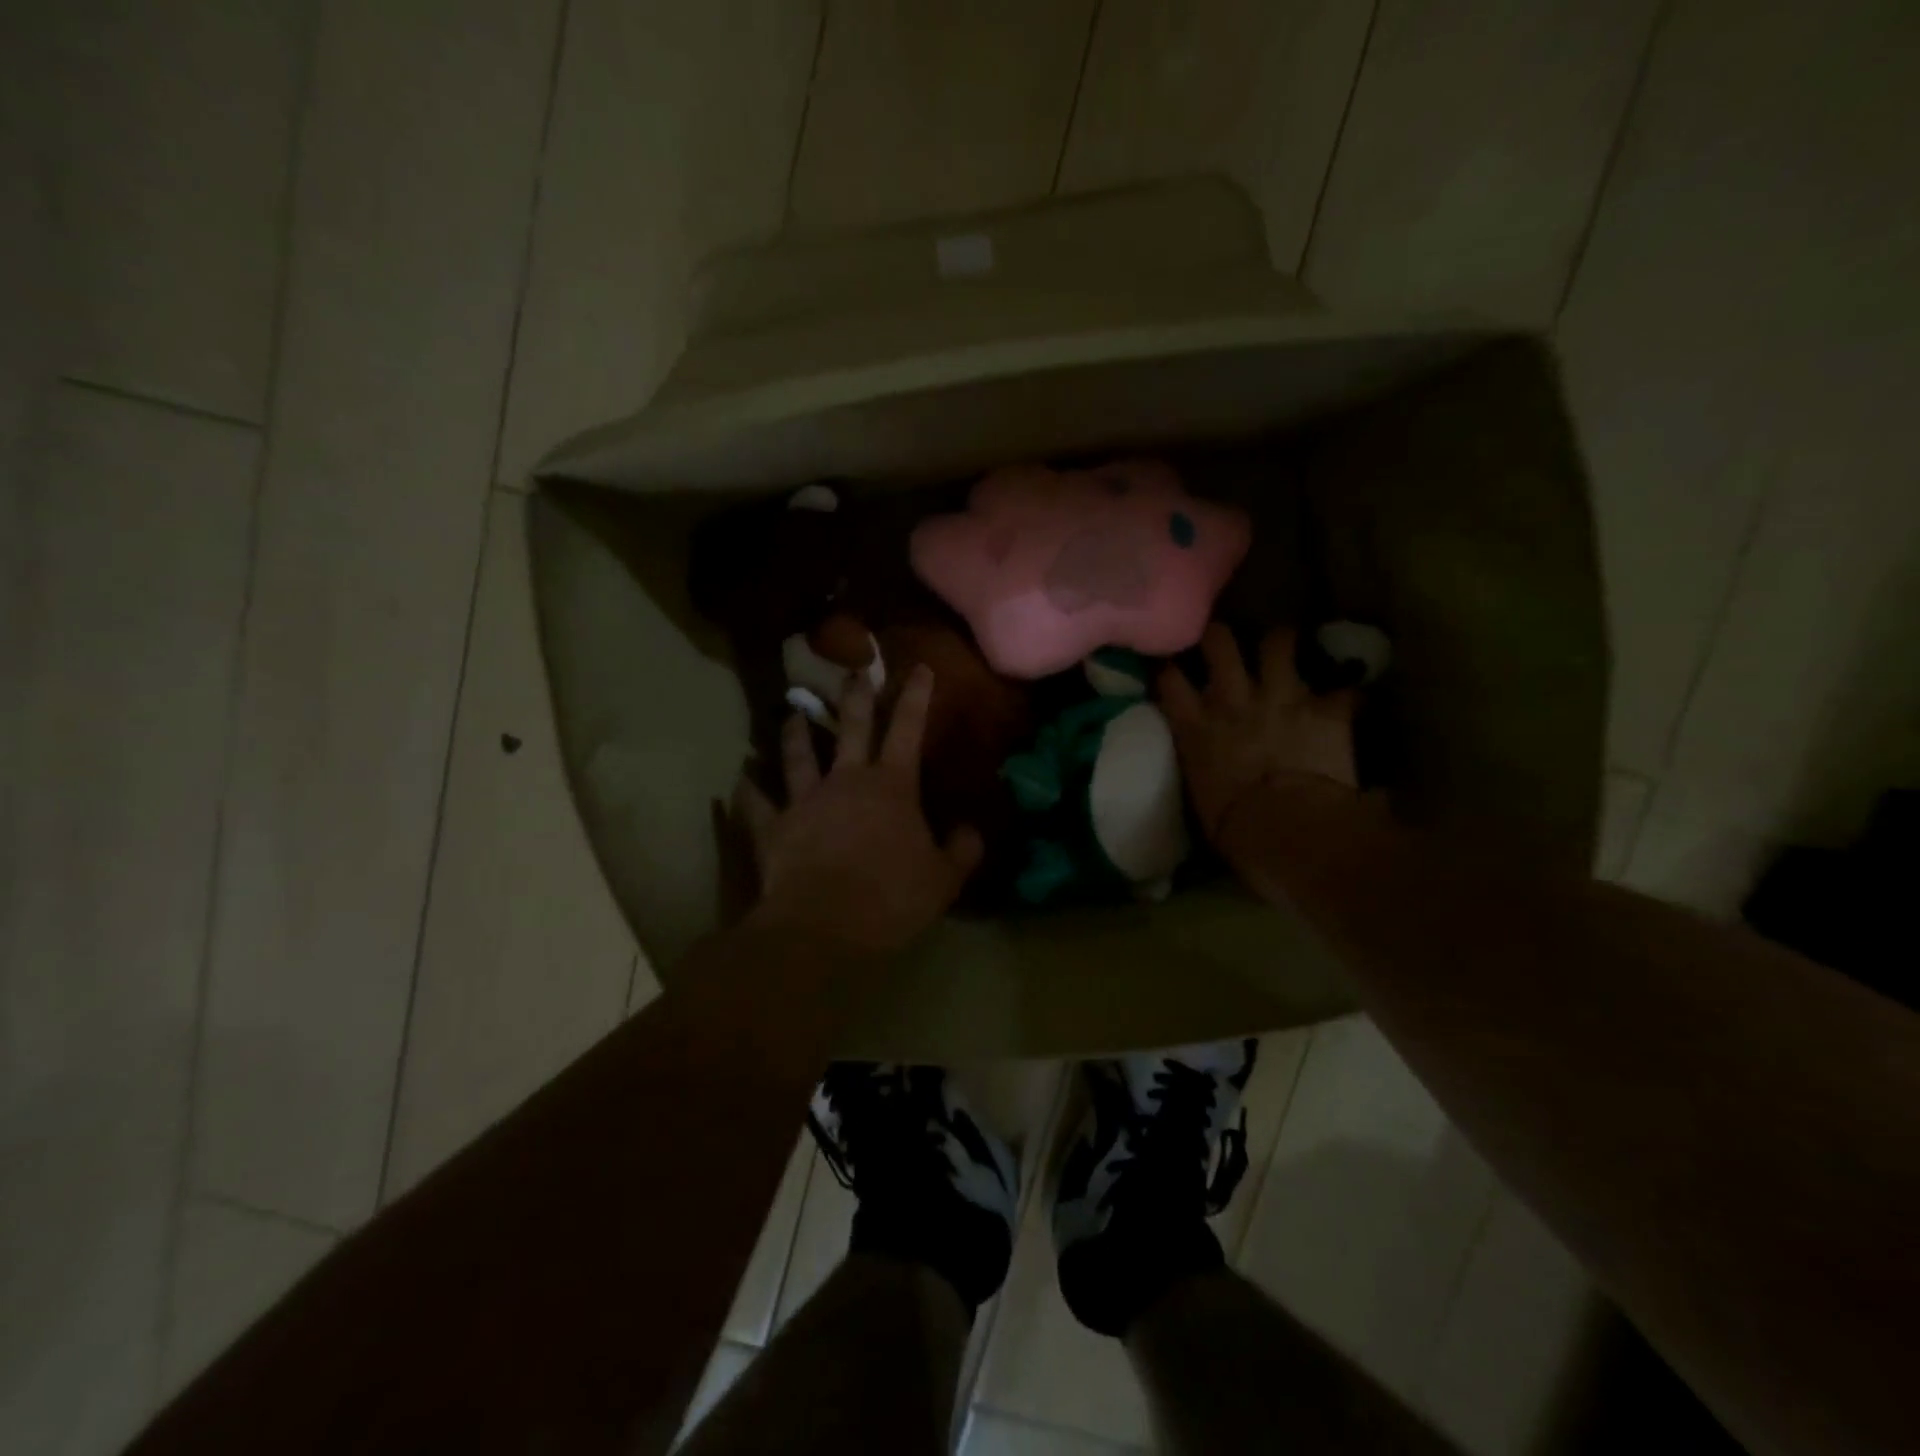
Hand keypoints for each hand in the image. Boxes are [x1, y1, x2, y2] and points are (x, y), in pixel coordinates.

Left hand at [734, 665, 983, 956]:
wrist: (824, 926)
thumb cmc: (891, 898)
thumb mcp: (943, 879)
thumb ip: (962, 850)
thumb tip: (972, 830)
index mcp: (891, 786)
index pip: (908, 729)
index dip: (916, 696)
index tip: (919, 666)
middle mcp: (846, 781)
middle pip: (851, 728)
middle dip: (855, 697)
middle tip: (853, 671)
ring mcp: (805, 801)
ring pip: (799, 756)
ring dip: (796, 733)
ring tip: (792, 713)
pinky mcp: (774, 828)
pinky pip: (757, 805)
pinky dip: (748, 792)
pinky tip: (741, 779)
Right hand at [1159, 624, 1358, 852]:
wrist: (1285, 828)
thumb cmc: (1233, 827)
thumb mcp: (1201, 795)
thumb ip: (1203, 767)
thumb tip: (1211, 770)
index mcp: (1195, 726)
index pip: (1169, 680)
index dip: (1169, 666)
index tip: (1171, 664)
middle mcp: (1233, 700)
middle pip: (1219, 643)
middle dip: (1219, 636)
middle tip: (1223, 640)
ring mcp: (1281, 698)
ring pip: (1278, 643)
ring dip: (1282, 642)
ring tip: (1284, 645)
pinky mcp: (1326, 710)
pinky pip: (1344, 691)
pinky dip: (1346, 696)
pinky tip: (1348, 700)